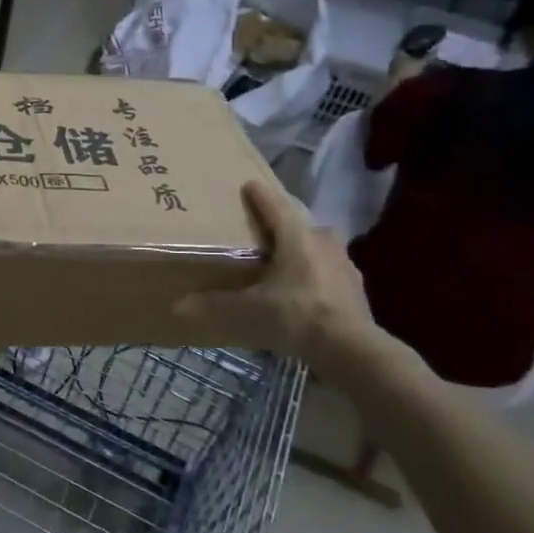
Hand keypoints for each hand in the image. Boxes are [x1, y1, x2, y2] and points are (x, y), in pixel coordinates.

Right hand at [173, 180, 381, 379]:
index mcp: (297, 238)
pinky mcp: (356, 289)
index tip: (250, 185)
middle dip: (289, 226)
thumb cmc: (295, 314)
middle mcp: (323, 243)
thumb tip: (178, 305)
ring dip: (307, 250)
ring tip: (288, 263)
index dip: (261, 197)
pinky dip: (318, 275)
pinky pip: (331, 272)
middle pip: (305, 225)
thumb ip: (215, 305)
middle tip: (270, 232)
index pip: (276, 208)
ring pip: (322, 247)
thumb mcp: (248, 310)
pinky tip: (306, 291)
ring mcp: (344, 266)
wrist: (350, 347)